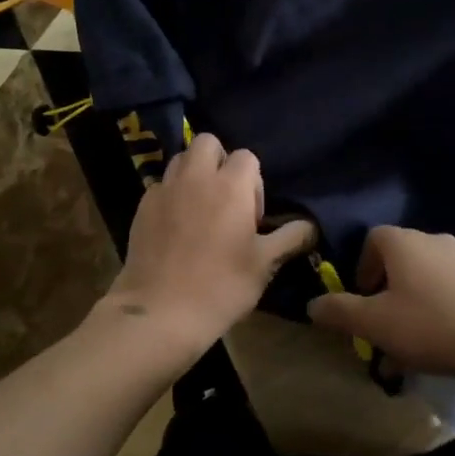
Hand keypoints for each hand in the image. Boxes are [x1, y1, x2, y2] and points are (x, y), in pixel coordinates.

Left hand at [98, 133, 314, 363]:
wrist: (160, 312)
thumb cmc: (221, 286)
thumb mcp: (265, 264)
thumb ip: (290, 238)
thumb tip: (312, 225)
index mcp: (230, 185)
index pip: (247, 157)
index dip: (253, 182)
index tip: (252, 215)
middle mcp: (196, 177)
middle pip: (208, 143)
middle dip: (219, 161)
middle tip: (225, 199)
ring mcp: (165, 189)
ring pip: (181, 159)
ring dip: (194, 173)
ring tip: (200, 208)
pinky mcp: (142, 206)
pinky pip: (161, 185)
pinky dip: (171, 194)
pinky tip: (176, 226)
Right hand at [307, 227, 454, 379]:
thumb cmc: (430, 324)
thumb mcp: (375, 323)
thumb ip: (340, 311)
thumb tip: (312, 305)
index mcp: (403, 242)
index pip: (373, 239)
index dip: (362, 268)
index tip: (362, 300)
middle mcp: (433, 240)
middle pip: (399, 259)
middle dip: (386, 291)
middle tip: (383, 325)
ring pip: (425, 278)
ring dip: (411, 304)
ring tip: (410, 344)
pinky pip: (450, 290)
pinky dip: (438, 310)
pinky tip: (441, 344)